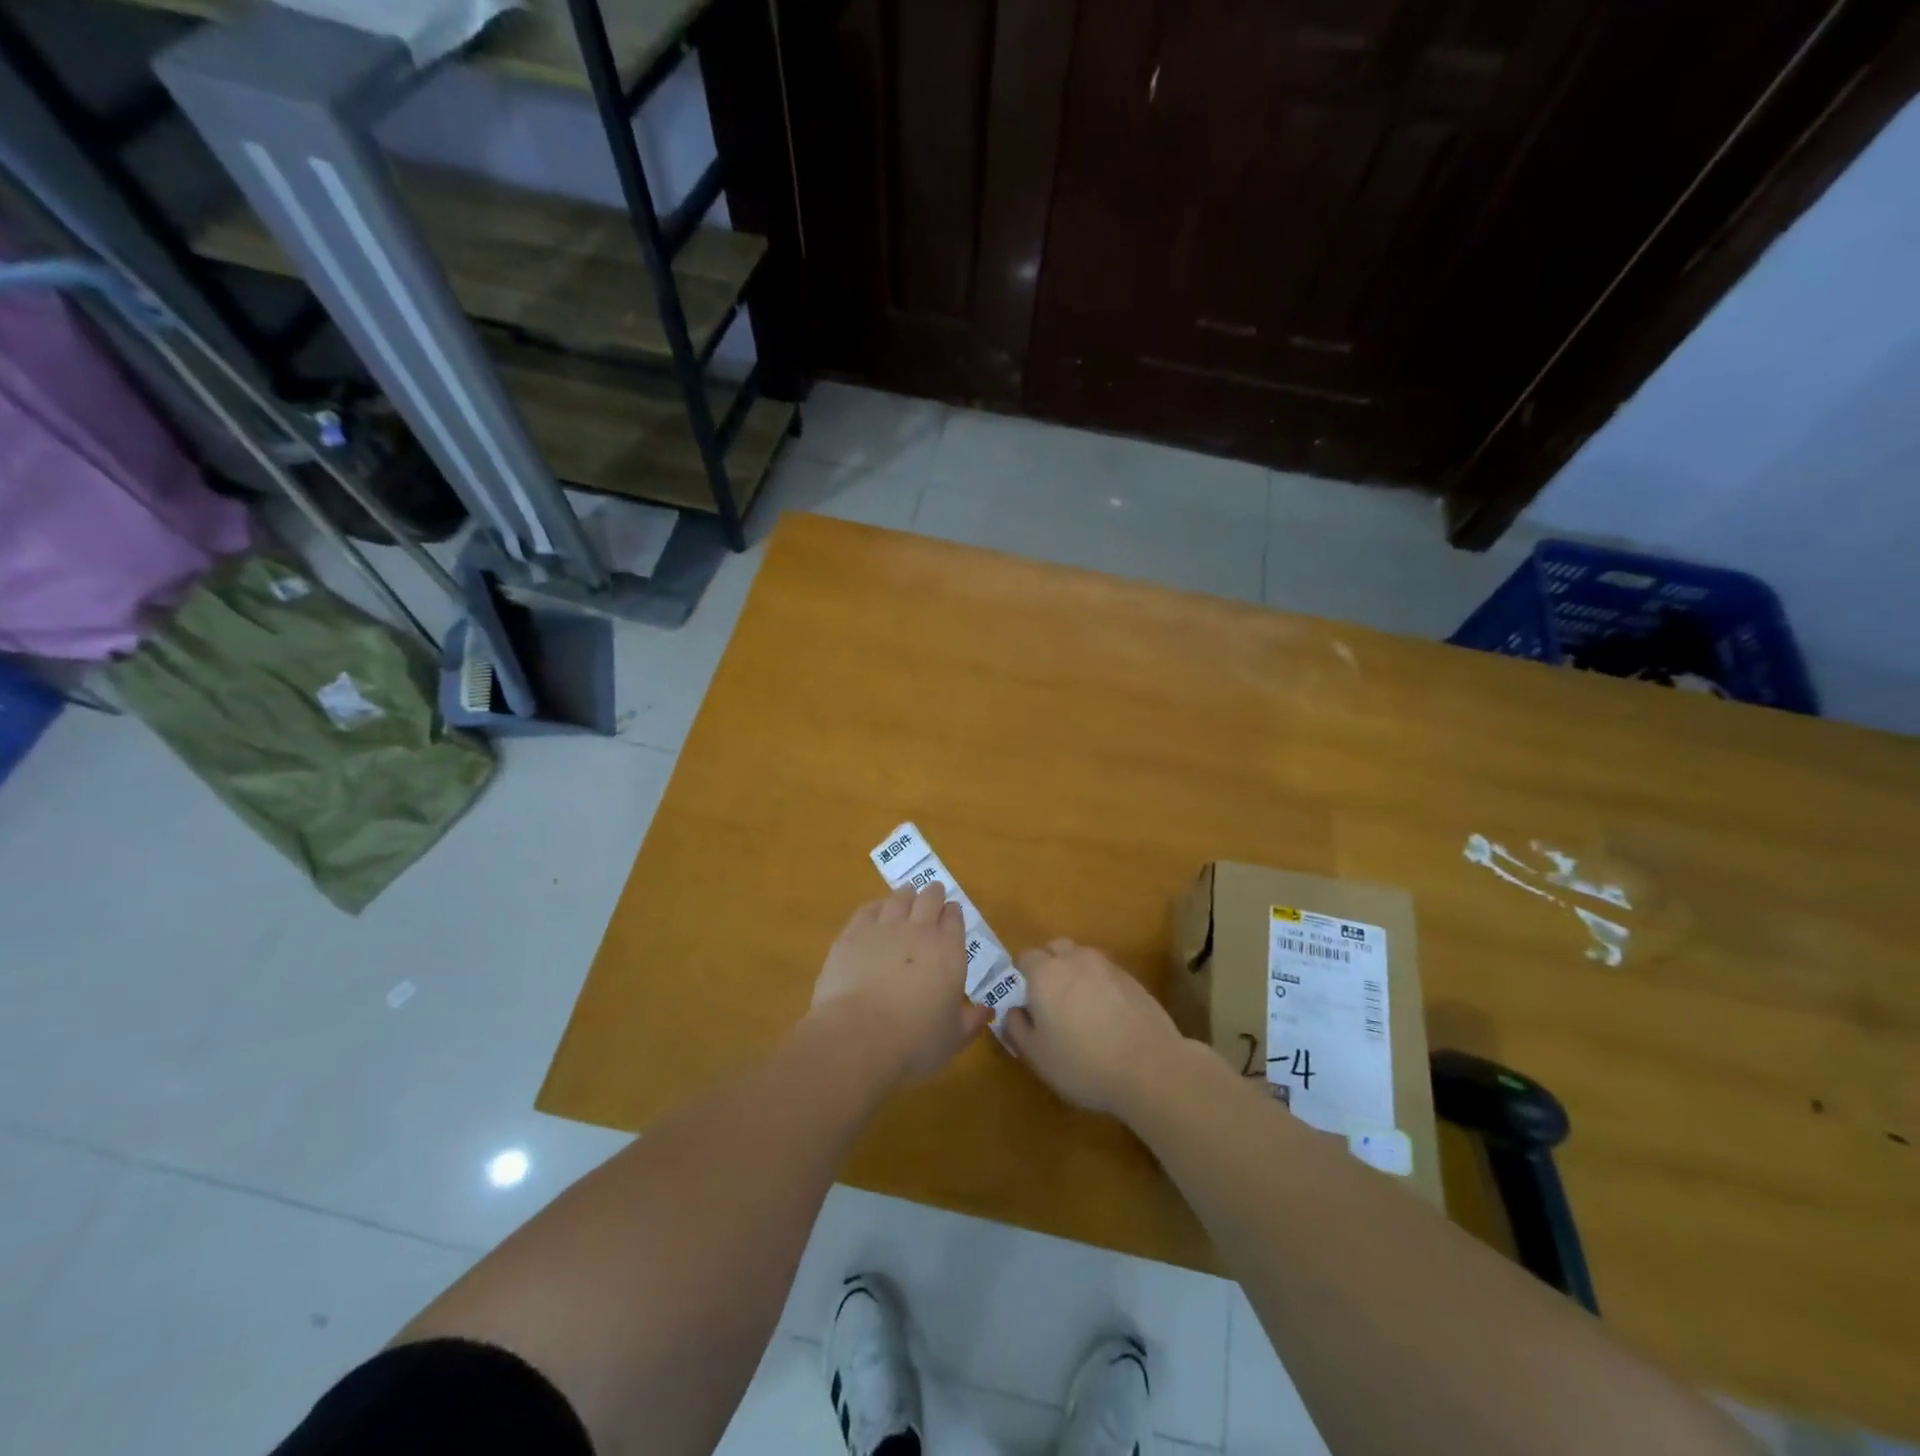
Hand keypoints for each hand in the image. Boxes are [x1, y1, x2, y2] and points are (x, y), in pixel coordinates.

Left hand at [810, 884, 991, 1082]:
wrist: (859, 1036)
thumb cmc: (914, 1042)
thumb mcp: (953, 1038)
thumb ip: (972, 1021)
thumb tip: (988, 1011)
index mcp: (949, 950)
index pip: (955, 917)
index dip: (953, 913)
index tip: (951, 915)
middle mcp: (919, 930)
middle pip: (929, 898)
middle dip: (933, 895)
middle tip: (932, 896)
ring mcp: (884, 927)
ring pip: (899, 898)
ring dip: (906, 896)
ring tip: (906, 898)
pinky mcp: (853, 933)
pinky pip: (869, 909)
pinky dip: (876, 907)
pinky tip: (876, 912)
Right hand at [1002, 939, 1185, 1116]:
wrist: (1150, 1067)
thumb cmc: (1083, 1063)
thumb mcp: (1037, 1056)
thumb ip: (1016, 1028)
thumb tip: (1013, 1011)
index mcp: (1045, 973)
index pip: (1025, 957)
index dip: (1022, 976)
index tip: (1026, 1001)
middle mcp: (1075, 960)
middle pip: (1056, 948)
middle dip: (1049, 966)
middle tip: (1051, 1001)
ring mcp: (1108, 967)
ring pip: (1083, 959)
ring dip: (1076, 974)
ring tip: (1081, 1009)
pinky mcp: (1133, 980)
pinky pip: (1106, 974)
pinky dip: (1101, 986)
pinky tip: (1107, 1017)